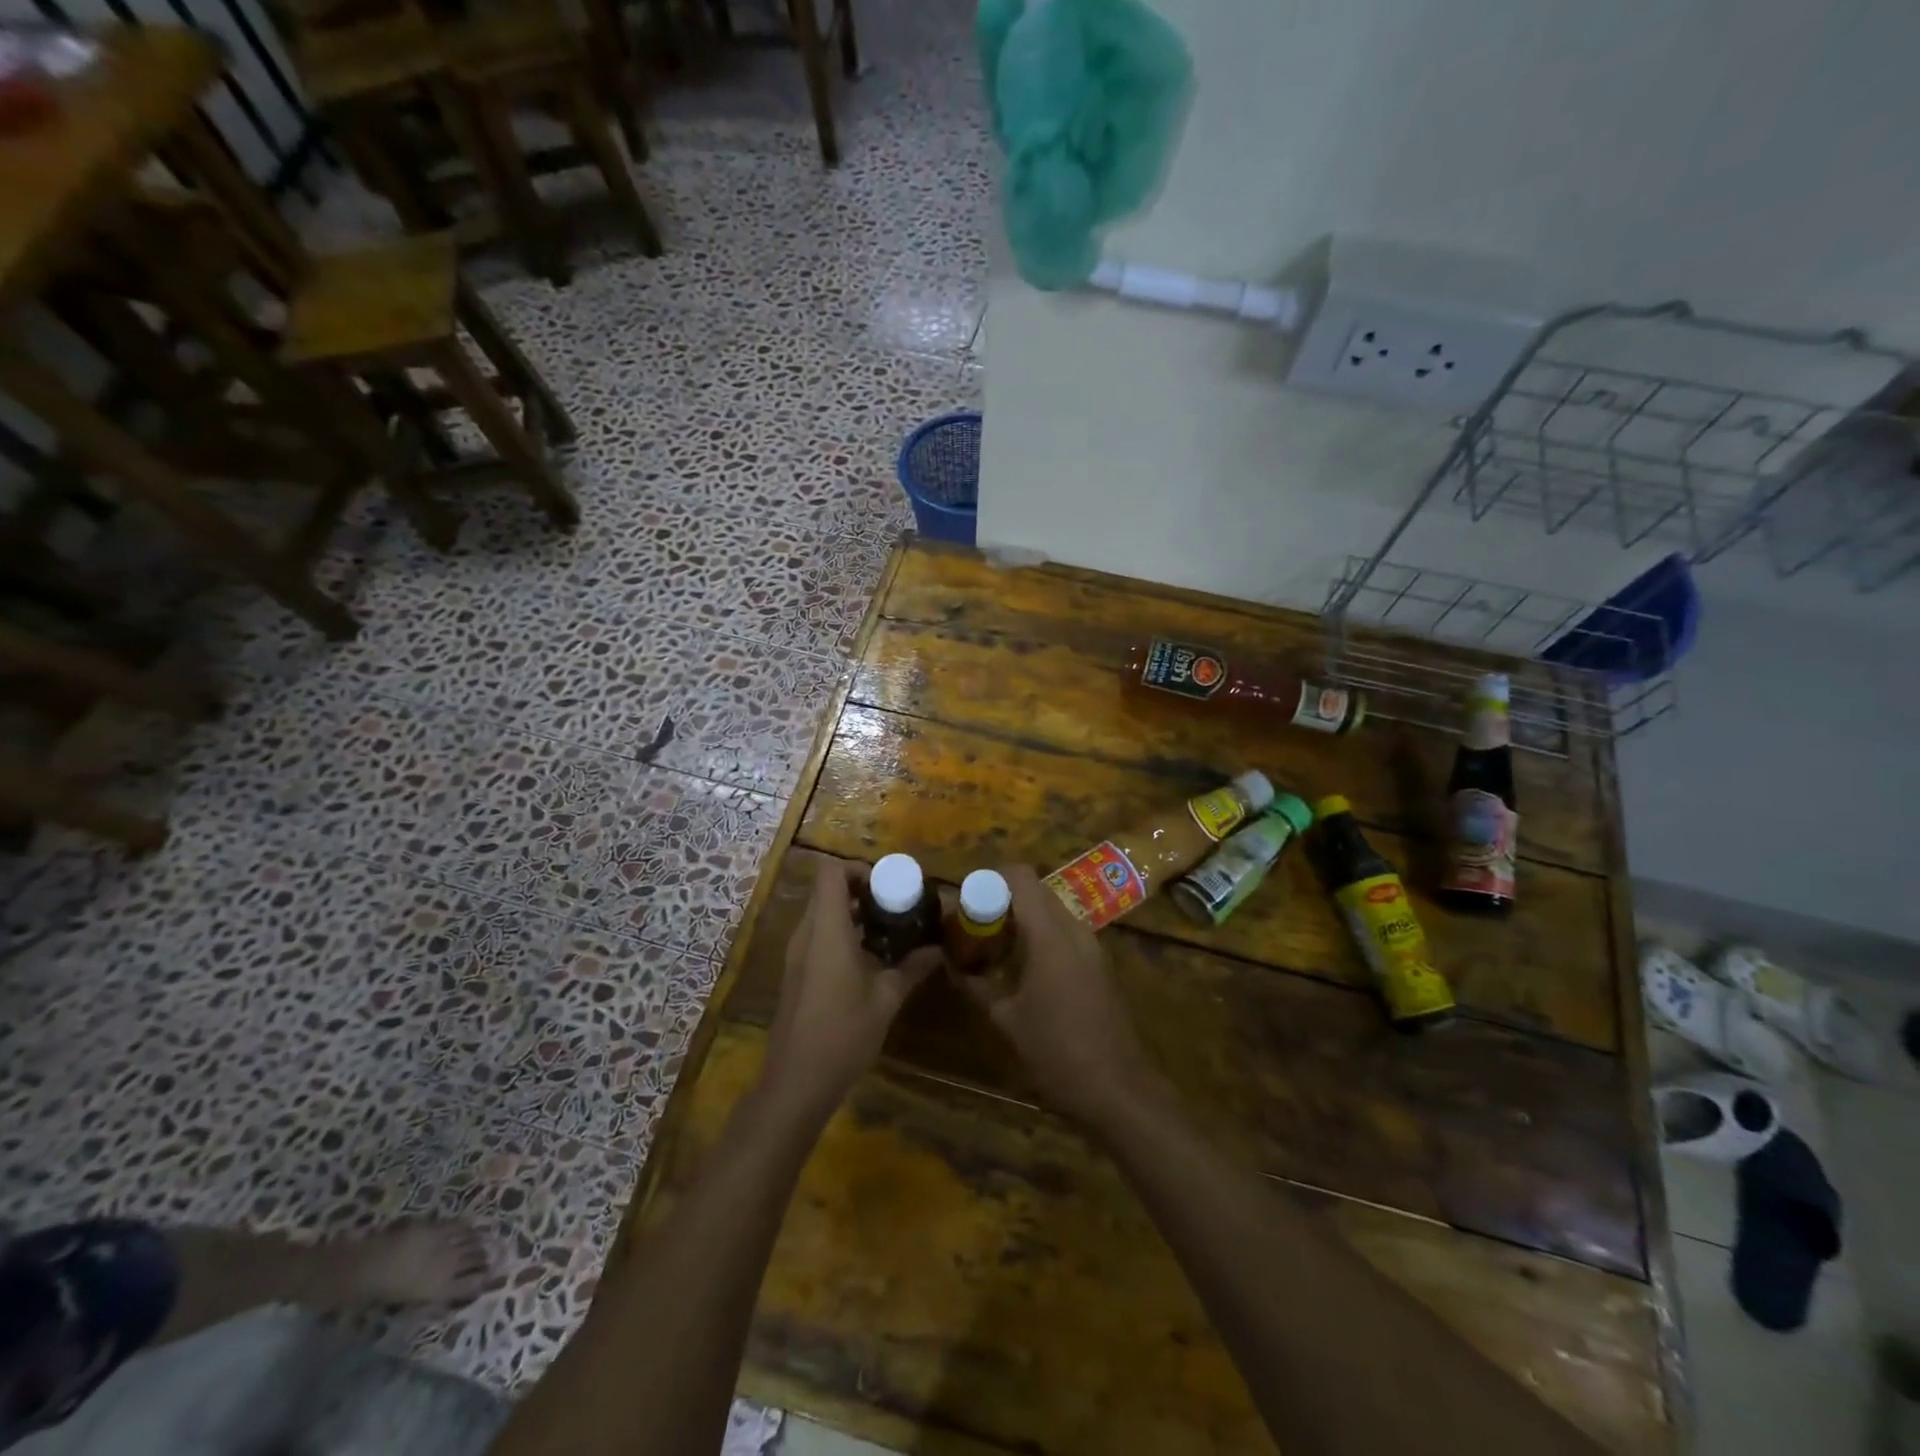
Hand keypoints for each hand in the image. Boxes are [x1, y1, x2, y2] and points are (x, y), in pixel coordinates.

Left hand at [761, 859, 939, 1124]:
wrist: (796, 1082)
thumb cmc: (843, 1034)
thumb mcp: (886, 1000)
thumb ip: (912, 968)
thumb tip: (938, 950)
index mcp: (827, 931)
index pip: (831, 873)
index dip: (858, 869)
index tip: (887, 885)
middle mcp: (806, 934)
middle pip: (827, 891)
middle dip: (860, 890)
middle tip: (894, 905)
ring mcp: (796, 955)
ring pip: (821, 914)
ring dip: (851, 913)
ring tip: (887, 930)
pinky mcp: (796, 974)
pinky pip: (817, 936)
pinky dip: (840, 934)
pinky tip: (868, 959)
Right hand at [959, 866, 1158, 1129]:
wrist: (1118, 1089)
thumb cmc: (1057, 1052)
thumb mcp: (1007, 1019)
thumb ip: (977, 985)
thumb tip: (951, 964)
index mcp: (1050, 934)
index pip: (1021, 878)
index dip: (992, 877)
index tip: (967, 897)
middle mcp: (1075, 930)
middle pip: (1037, 891)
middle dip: (1005, 898)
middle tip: (976, 922)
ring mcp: (1093, 946)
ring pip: (1053, 912)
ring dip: (1024, 918)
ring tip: (995, 943)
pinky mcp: (1101, 964)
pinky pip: (1067, 932)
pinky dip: (1042, 935)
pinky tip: (1023, 965)